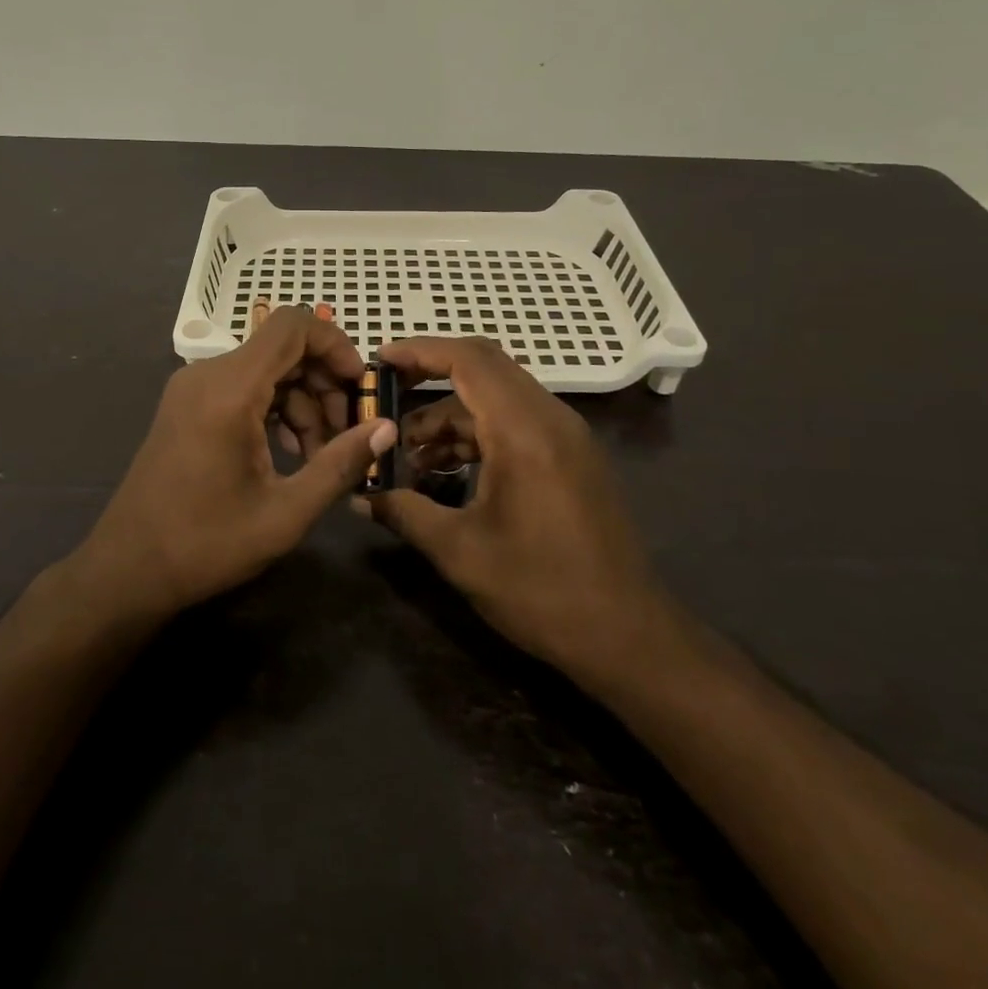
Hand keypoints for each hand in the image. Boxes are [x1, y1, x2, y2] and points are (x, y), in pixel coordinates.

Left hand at [73, 308, 397, 617]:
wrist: (128, 569)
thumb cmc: (206, 544)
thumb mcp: (285, 513)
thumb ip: (340, 465)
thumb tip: (387, 429)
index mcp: (229, 391)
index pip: (292, 326)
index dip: (335, 344)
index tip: (360, 387)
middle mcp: (207, 376)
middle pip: (282, 349)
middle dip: (324, 383)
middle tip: (347, 434)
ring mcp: (192, 389)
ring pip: (265, 370)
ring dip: (302, 402)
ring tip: (319, 457)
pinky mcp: (187, 406)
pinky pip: (243, 388)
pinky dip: (274, 409)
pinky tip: (289, 452)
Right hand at [367, 337, 674, 680]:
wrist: (629, 637)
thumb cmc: (542, 591)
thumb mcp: (460, 552)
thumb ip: (403, 511)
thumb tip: (359, 494)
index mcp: (524, 430)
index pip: (468, 360)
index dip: (419, 350)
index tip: (378, 360)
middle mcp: (550, 418)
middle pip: (483, 369)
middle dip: (429, 377)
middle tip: (383, 397)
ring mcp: (566, 436)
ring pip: (496, 399)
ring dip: (449, 416)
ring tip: (406, 455)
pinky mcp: (571, 457)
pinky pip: (514, 423)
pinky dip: (475, 434)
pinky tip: (444, 470)